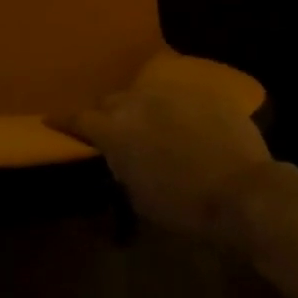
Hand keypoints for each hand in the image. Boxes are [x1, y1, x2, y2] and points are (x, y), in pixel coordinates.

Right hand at [51, 80, 277, 249]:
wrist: (244, 191)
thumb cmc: (184, 205)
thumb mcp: (139, 196)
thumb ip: (122, 166)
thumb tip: (120, 157)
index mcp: (114, 130)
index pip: (78, 118)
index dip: (64, 121)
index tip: (53, 120)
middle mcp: (137, 102)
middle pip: (110, 101)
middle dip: (106, 114)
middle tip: (111, 130)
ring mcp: (171, 92)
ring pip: (144, 94)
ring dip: (140, 108)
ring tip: (149, 124)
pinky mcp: (202, 91)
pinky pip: (178, 96)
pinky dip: (174, 109)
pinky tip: (184, 124)